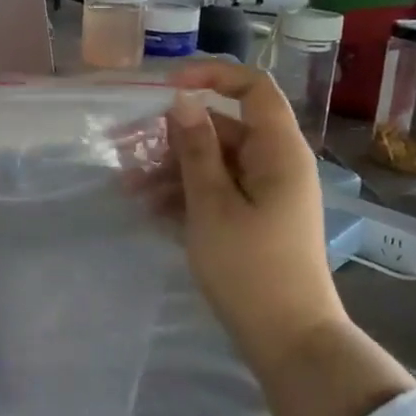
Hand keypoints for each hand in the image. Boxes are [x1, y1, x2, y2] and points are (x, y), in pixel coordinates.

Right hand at [157, 64, 349, 371]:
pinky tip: (150, 210)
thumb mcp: (212, 204)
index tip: (167, 89)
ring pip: (215, 163)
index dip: (211, 76)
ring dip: (172, 170)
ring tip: (129, 190)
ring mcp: (266, 193)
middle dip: (175, 138)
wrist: (288, 339)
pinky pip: (218, 191)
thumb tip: (182, 100)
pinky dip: (186, 195)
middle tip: (128, 152)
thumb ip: (196, 148)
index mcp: (278, 150)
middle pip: (224, 129)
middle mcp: (276, 163)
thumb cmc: (250, 267)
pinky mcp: (255, 219)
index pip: (252, 88)